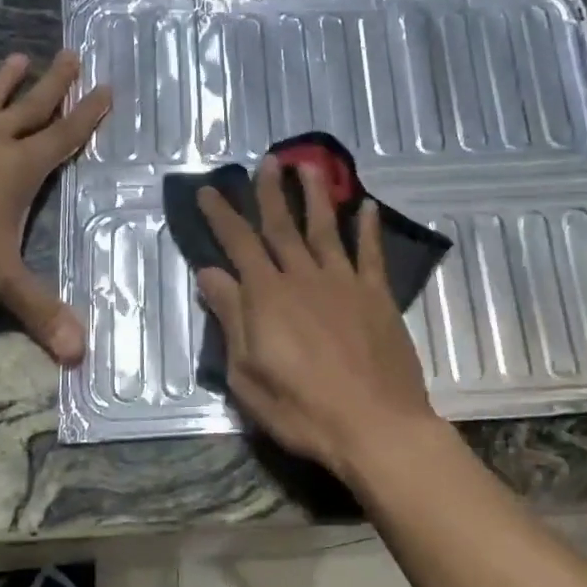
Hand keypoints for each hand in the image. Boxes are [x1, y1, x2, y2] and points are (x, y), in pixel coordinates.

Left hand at [0, 51, 111, 363]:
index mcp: (19, 169)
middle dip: (55, 85)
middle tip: (73, 54)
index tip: (107, 87)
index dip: (88, 116)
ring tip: (19, 56)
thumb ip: (40, 312)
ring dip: (3, 81)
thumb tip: (81, 356)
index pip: (64, 139)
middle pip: (31, 108)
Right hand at [196, 158, 438, 480]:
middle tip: (266, 161)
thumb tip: (209, 274)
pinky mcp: (377, 296)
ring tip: (309, 167)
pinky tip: (368, 207)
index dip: (221, 215)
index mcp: (267, 297)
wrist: (374, 424)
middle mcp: (304, 278)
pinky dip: (369, 228)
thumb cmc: (301, 409)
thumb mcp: (247, 373)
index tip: (209, 190)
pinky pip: (371, 254)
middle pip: (283, 226)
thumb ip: (231, 319)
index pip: (238, 244)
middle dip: (271, 192)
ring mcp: (344, 283)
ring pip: (326, 229)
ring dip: (316, 196)